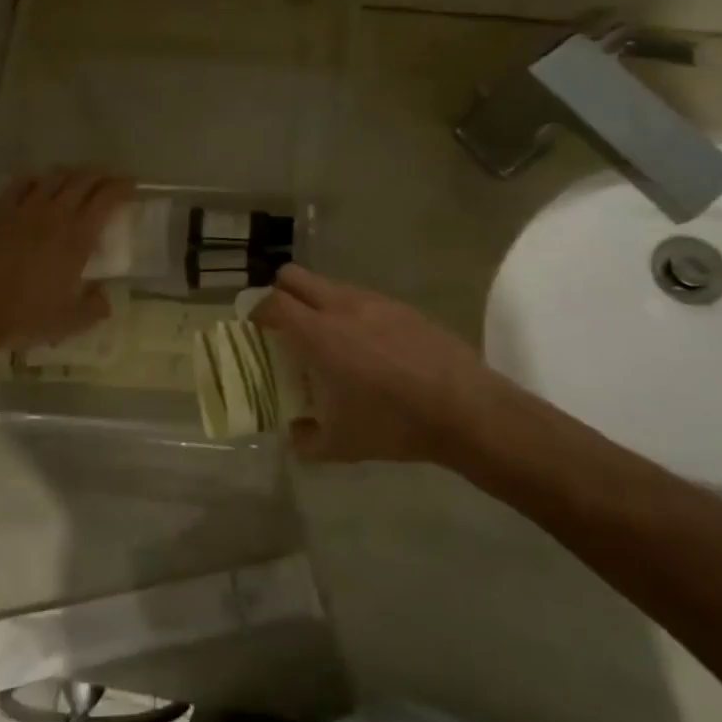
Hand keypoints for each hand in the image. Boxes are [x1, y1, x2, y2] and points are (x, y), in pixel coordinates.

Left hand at [0, 170, 133, 358]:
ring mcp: (22, 209)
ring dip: (71, 174)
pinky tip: (38, 184)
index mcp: (76, 238)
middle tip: (110, 178)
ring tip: (78, 179)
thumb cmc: (22, 318)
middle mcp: (52, 215)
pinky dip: (36, 179)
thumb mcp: (69, 323)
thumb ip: (94, 308)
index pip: (105, 200)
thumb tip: (103, 296)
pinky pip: (20, 184)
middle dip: (101, 175)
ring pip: (53, 177)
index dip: (121, 187)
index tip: (131, 185)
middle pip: (82, 180)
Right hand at [252, 265, 498, 464]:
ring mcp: (374, 302)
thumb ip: (306, 441)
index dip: (257, 312)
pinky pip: (362, 298)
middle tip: (284, 325)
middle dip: (280, 294)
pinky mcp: (402, 307)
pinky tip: (368, 347)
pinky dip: (350, 312)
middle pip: (294, 276)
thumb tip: (294, 434)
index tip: (255, 329)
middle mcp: (342, 307)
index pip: (273, 302)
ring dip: (317, 303)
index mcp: (319, 334)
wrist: (466, 409)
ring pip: (330, 285)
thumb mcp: (341, 445)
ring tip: (328, 339)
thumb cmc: (394, 423)